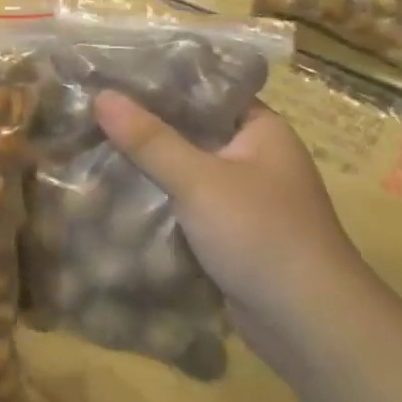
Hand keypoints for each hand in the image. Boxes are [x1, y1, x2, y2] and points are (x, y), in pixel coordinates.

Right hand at [94, 91, 372, 377]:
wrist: (310, 325)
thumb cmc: (262, 234)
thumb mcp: (199, 181)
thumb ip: (149, 139)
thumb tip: (102, 96)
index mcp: (261, 130)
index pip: (206, 90)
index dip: (161, 82)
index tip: (112, 75)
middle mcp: (255, 158)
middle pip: (191, 131)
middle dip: (145, 127)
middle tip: (91, 111)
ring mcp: (244, 199)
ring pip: (186, 172)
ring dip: (148, 167)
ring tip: (92, 147)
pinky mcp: (231, 235)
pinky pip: (186, 206)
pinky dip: (158, 201)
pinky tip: (115, 195)